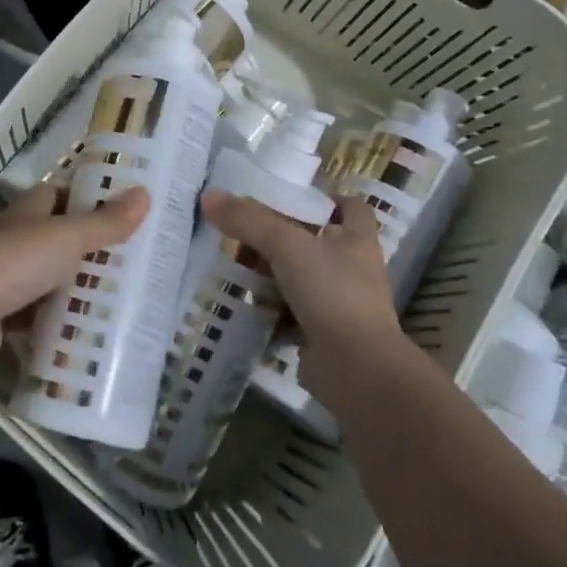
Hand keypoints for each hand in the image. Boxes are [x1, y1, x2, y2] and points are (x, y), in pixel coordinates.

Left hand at [0, 183, 149, 371]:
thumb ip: (106, 222)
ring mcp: (7, 278)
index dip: (90, 198)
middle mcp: (16, 238)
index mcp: (29, 210)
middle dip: (91, 248)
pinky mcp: (3, 315)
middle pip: (60, 237)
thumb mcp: (68, 237)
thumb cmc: (15, 262)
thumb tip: (146, 193)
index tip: (125, 210)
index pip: (61, 194)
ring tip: (122, 297)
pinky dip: (60, 320)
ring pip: (52, 277)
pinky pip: (41, 314)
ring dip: (78, 287)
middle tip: (135, 259)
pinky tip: (89, 330)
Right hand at [200, 190, 400, 357]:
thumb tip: (209, 196)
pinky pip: (291, 315)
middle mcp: (353, 269)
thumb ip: (248, 220)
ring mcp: (340, 305)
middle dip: (281, 238)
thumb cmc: (332, 293)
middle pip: (316, 242)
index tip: (292, 197)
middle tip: (245, 233)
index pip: (351, 207)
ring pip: (301, 280)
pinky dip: (269, 311)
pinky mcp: (324, 335)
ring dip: (272, 276)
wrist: (356, 370)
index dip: (326, 198)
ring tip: (236, 268)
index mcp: (357, 239)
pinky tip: (243, 306)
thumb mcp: (287, 246)